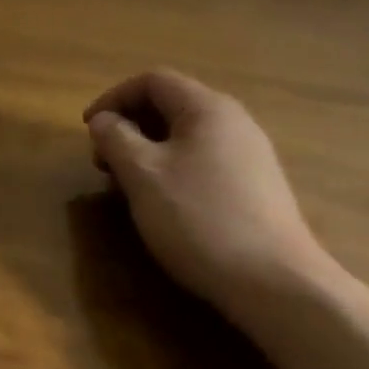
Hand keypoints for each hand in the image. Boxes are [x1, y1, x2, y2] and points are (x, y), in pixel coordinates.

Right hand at [84, 69, 330, 312]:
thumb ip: (116, 138)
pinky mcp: (258, 189)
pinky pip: (205, 162)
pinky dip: (174, 170)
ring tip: (129, 185)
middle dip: (130, 126)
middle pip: (170, 105)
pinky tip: (165, 205)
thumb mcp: (143, 175)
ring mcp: (251, 156)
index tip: (88, 129)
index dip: (114, 98)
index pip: (152, 81)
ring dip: (149, 151)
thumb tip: (104, 120)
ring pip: (187, 137)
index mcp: (207, 107)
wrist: (280, 288)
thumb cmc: (201, 219)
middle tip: (104, 161)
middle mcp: (234, 122)